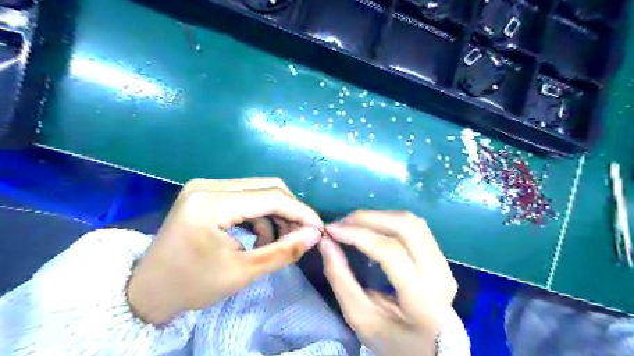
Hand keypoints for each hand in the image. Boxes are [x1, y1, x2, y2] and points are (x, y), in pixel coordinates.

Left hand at [125, 179, 321, 324]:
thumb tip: (314, 234)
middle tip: (302, 234)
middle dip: (290, 211)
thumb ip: (283, 251)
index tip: (319, 228)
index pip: (270, 197)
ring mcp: (206, 186)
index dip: (300, 211)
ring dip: (276, 213)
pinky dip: (261, 215)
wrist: (149, 291)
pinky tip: (262, 235)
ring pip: (258, 190)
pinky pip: (246, 196)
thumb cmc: (192, 286)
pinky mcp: (207, 193)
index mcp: (210, 204)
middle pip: (267, 187)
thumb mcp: (243, 272)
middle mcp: (208, 185)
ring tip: (281, 240)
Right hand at [320, 210, 457, 355]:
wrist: (430, 351)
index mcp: (422, 299)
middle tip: (341, 223)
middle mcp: (440, 275)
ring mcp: (444, 263)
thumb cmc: (392, 340)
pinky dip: (390, 220)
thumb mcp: (360, 318)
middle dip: (368, 218)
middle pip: (405, 227)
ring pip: (412, 221)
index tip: (331, 230)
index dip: (358, 234)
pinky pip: (416, 226)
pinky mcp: (441, 257)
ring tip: (354, 224)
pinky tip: (373, 227)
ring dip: (379, 216)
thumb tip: (326, 242)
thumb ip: (340, 278)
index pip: (390, 252)